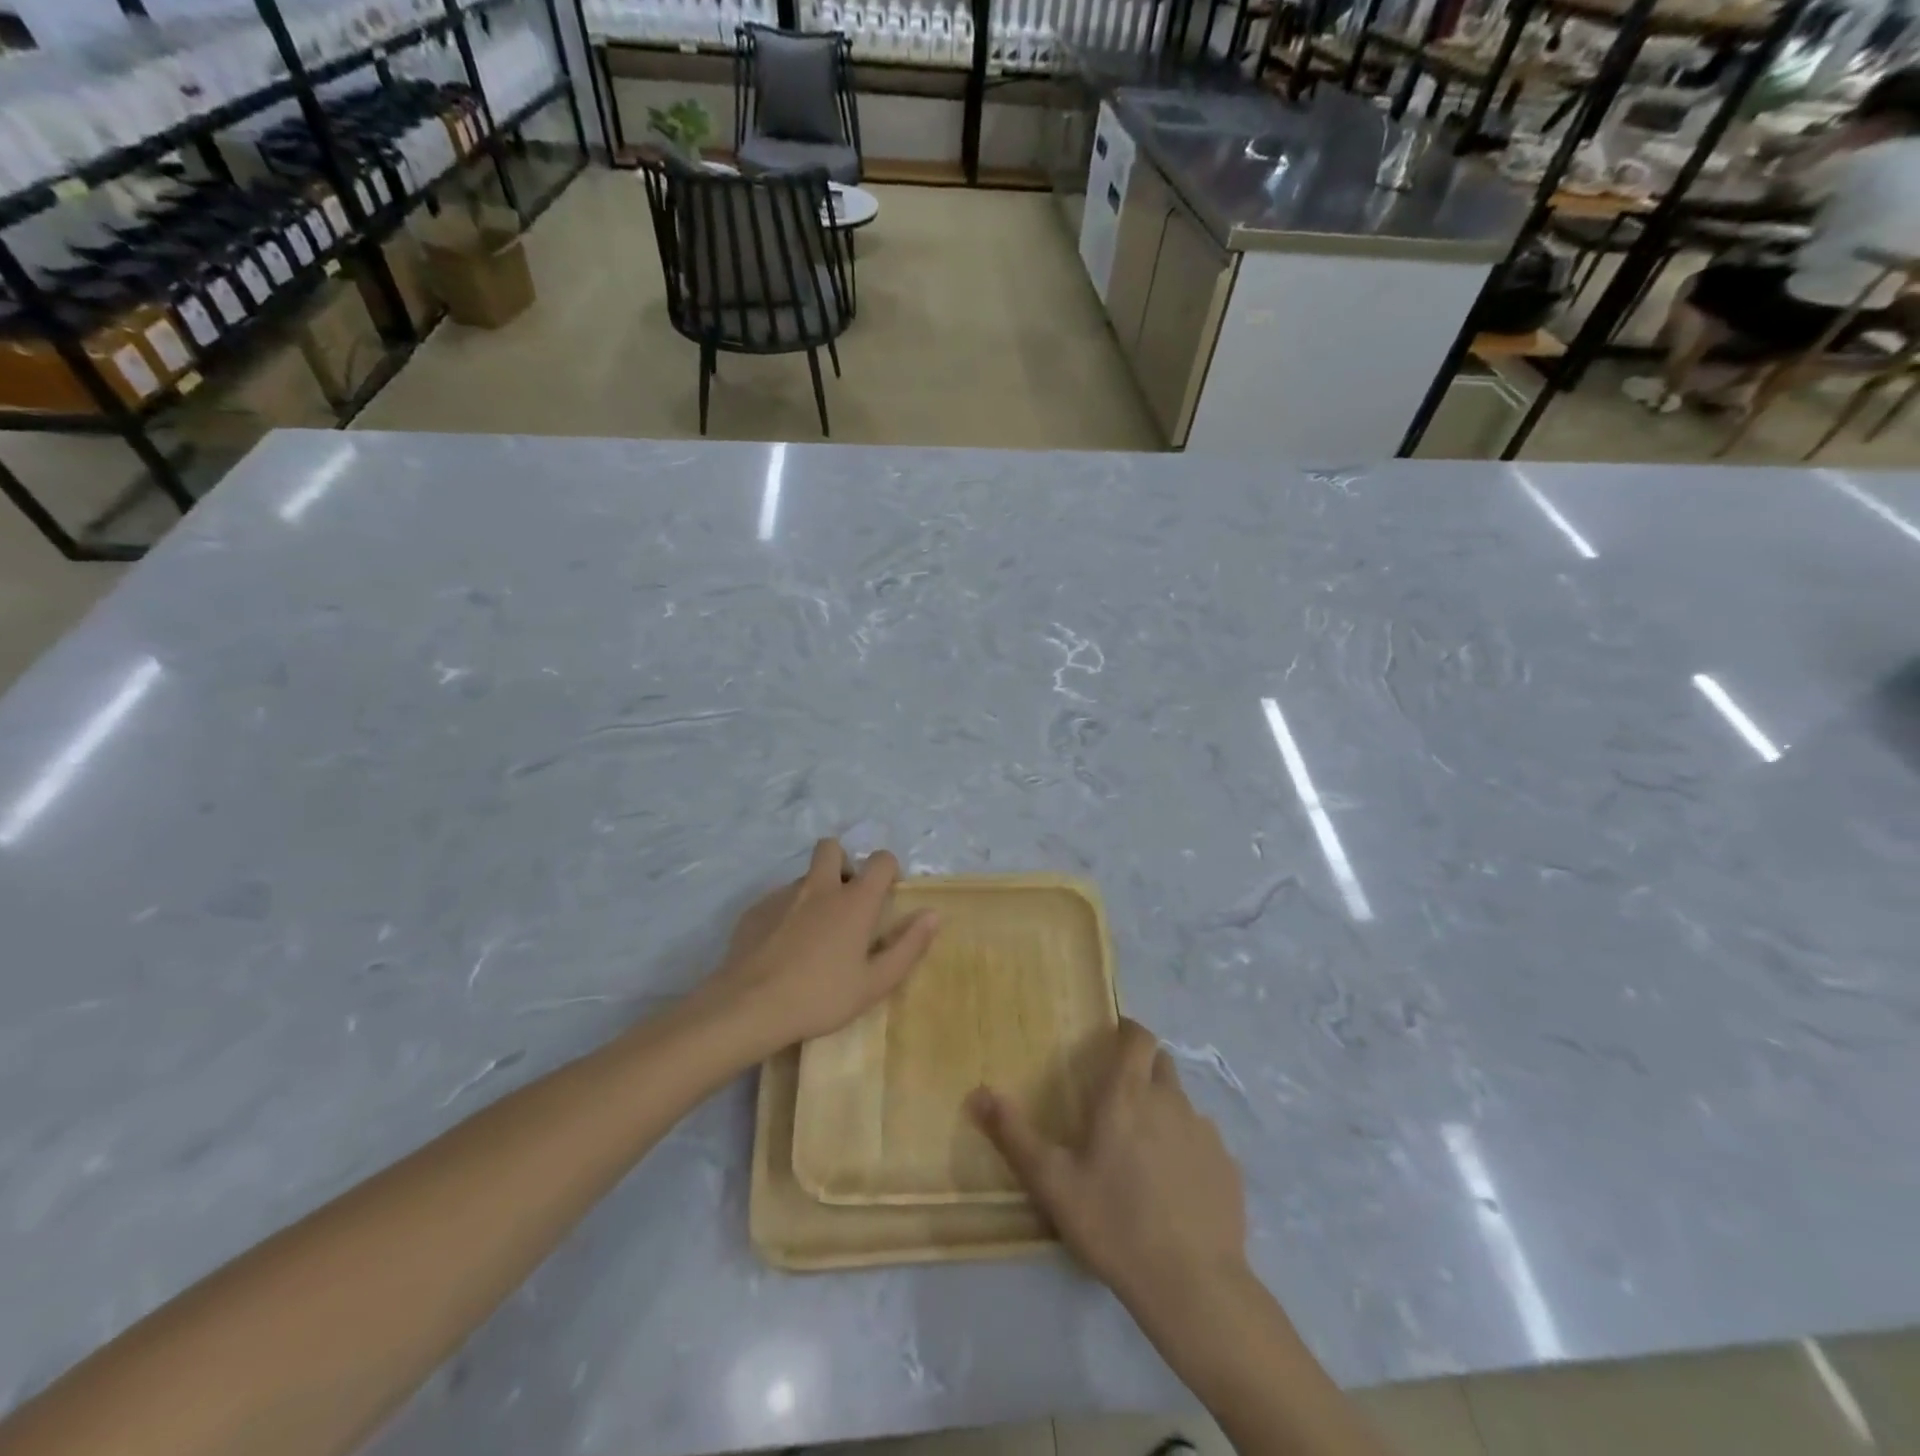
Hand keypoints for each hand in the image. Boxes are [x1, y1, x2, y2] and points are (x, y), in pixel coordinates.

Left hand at [708, 839, 938, 1055]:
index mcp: (854, 901)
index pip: (881, 860)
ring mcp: (782, 895)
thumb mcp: (875, 983)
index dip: (888, 870)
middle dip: (842, 863)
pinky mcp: (754, 910)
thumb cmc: (821, 997)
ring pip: (804, 877)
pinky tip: (781, 950)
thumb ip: (908, 946)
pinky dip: (786, 915)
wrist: (748, 1007)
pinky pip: (777, 900)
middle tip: (845, 900)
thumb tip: (932, 914)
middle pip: (832, 848)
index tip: (886, 895)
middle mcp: (820, 887)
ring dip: (814, 892)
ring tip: (812, 936)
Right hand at [969, 1019, 1248, 1319]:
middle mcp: (1170, 1101)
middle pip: (1161, 1063)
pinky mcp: (1228, 1167)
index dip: (1128, 1030)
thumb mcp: (1052, 1182)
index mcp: (1128, 1094)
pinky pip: (1203, 1141)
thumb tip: (978, 1093)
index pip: (1139, 1036)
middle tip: (1119, 1095)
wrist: (1192, 1285)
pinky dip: (1186, 1147)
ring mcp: (1204, 1133)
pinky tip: (1173, 1185)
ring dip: (1164, 1109)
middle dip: (1143, 1066)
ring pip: (1182, 1103)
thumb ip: (1014, 1134)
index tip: (1113, 1037)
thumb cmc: (1114, 1223)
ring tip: (1143, 1147)